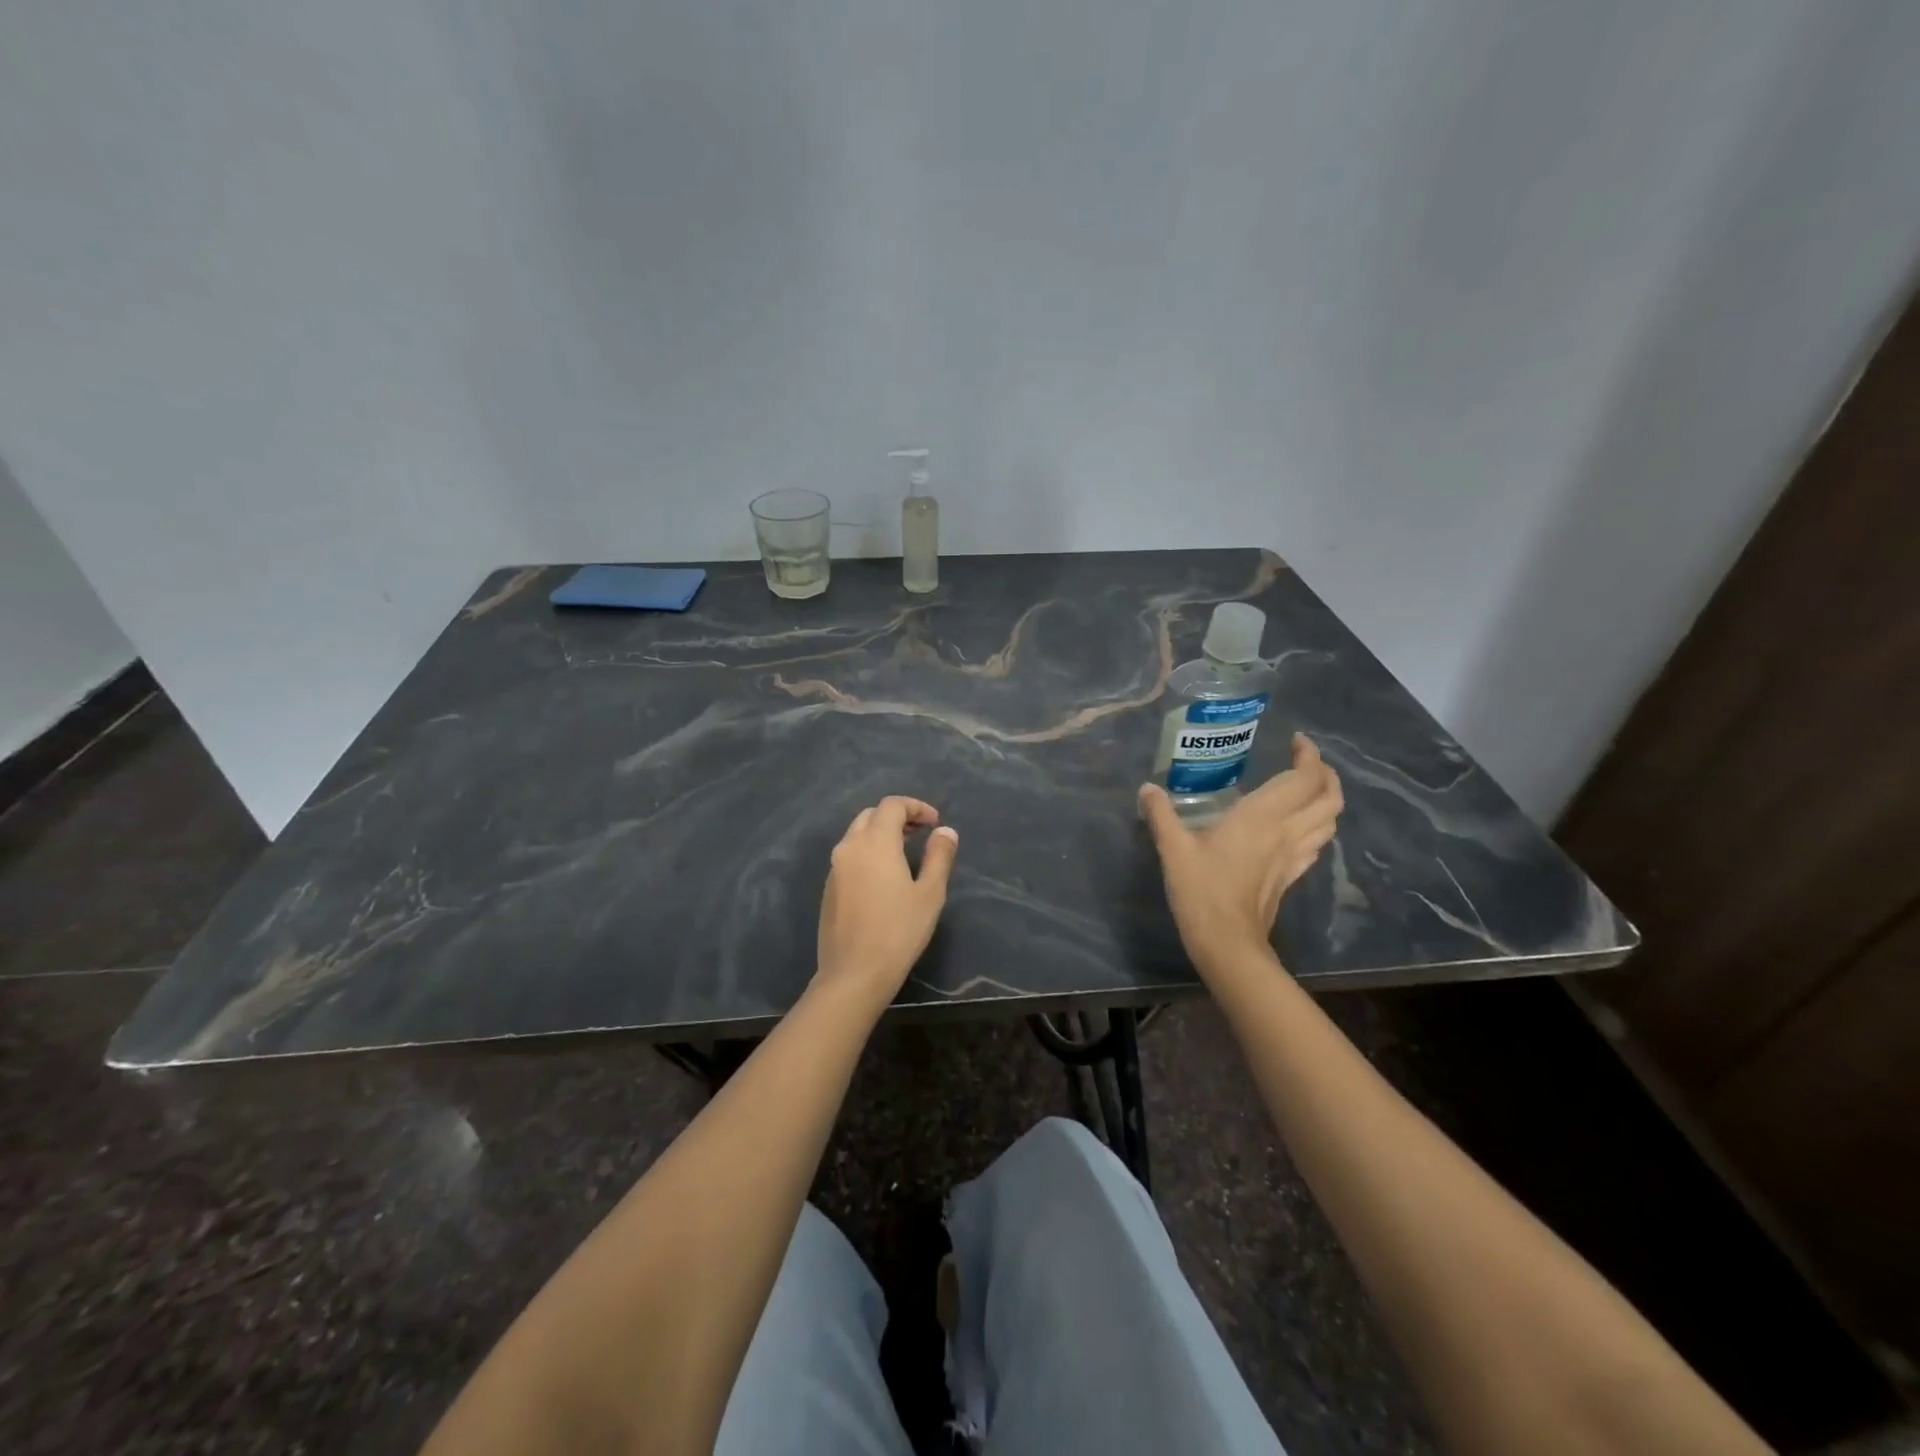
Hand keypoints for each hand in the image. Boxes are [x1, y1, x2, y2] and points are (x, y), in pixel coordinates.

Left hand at [815, 796, 959, 999]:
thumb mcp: (930, 894)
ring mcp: (834, 868)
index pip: (892, 805)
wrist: (854, 973)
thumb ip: (939, 856)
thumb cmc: (899, 931)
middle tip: (921, 833)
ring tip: (906, 852)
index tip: (935, 823)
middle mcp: (849, 847)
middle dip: (897, 817)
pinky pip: (849, 856)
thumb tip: (945, 831)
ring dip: (881, 834)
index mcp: (875, 842)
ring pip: (857, 835)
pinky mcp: (828, 888)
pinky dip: (868, 852)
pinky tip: (884, 877)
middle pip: (871, 815)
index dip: (916, 806)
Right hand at [1139, 734, 1342, 977]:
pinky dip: (1316, 825)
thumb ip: (1161, 814)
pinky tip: (1297, 827)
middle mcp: (1287, 832)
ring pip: (1330, 821)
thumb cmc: (1201, 891)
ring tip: (1307, 788)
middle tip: (1306, 761)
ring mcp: (1294, 856)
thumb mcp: (1174, 849)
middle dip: (1325, 774)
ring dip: (1327, 799)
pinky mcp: (1292, 876)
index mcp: (1262, 817)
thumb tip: (1147, 789)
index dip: (1309, 756)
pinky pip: (1316, 843)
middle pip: (1329, 798)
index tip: (1297, 741)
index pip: (1304, 779)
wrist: (1227, 942)